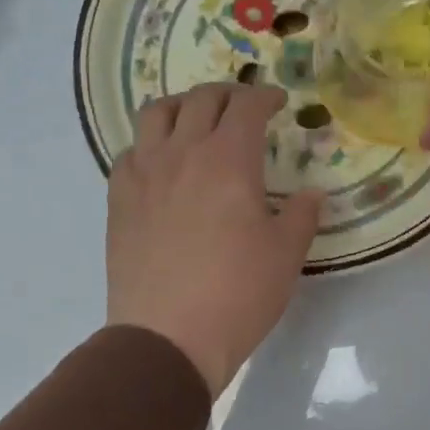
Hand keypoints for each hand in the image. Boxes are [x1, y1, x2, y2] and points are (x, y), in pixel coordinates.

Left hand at [106, 84, 321, 394]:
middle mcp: (182, 154)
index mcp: (229, 160)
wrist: (169, 336)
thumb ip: (303, 215)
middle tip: (244, 106)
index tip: (280, 101)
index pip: (247, 106)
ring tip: (197, 119)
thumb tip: (311, 195)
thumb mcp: (287, 253)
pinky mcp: (119, 200)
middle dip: (228, 93)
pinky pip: (130, 152)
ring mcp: (144, 175)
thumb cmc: (239, 292)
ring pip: (156, 114)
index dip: (266, 96)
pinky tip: (162, 164)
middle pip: (201, 100)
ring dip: (182, 106)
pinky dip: (150, 144)